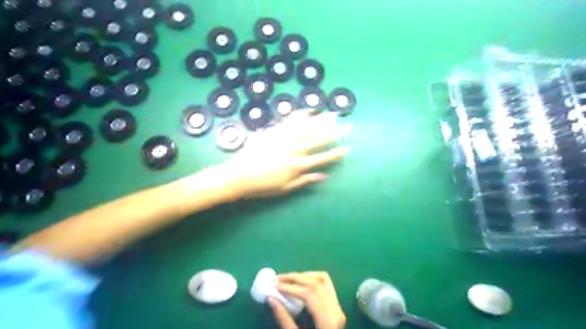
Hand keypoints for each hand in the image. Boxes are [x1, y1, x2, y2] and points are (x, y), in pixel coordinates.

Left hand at [218, 110, 346, 198]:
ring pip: (307, 128)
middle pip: (319, 139)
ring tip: (333, 114)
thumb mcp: (285, 188)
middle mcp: (295, 150)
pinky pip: (289, 122)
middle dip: (335, 133)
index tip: (348, 148)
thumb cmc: (262, 186)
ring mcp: (284, 139)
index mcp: (298, 165)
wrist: (239, 175)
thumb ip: (304, 180)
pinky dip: (299, 115)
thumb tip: (322, 176)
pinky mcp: (274, 132)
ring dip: (322, 121)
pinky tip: (308, 110)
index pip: (322, 158)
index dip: (336, 153)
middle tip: (348, 125)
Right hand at [267, 272, 343, 328]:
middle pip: (316, 283)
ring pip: (323, 280)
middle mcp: (336, 309)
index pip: (309, 293)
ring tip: (288, 278)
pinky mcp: (337, 305)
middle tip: (278, 278)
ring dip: (304, 276)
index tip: (275, 285)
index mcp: (328, 320)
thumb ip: (284, 319)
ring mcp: (338, 306)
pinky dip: (312, 278)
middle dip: (295, 278)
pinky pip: (326, 284)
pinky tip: (301, 281)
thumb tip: (270, 298)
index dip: (291, 287)